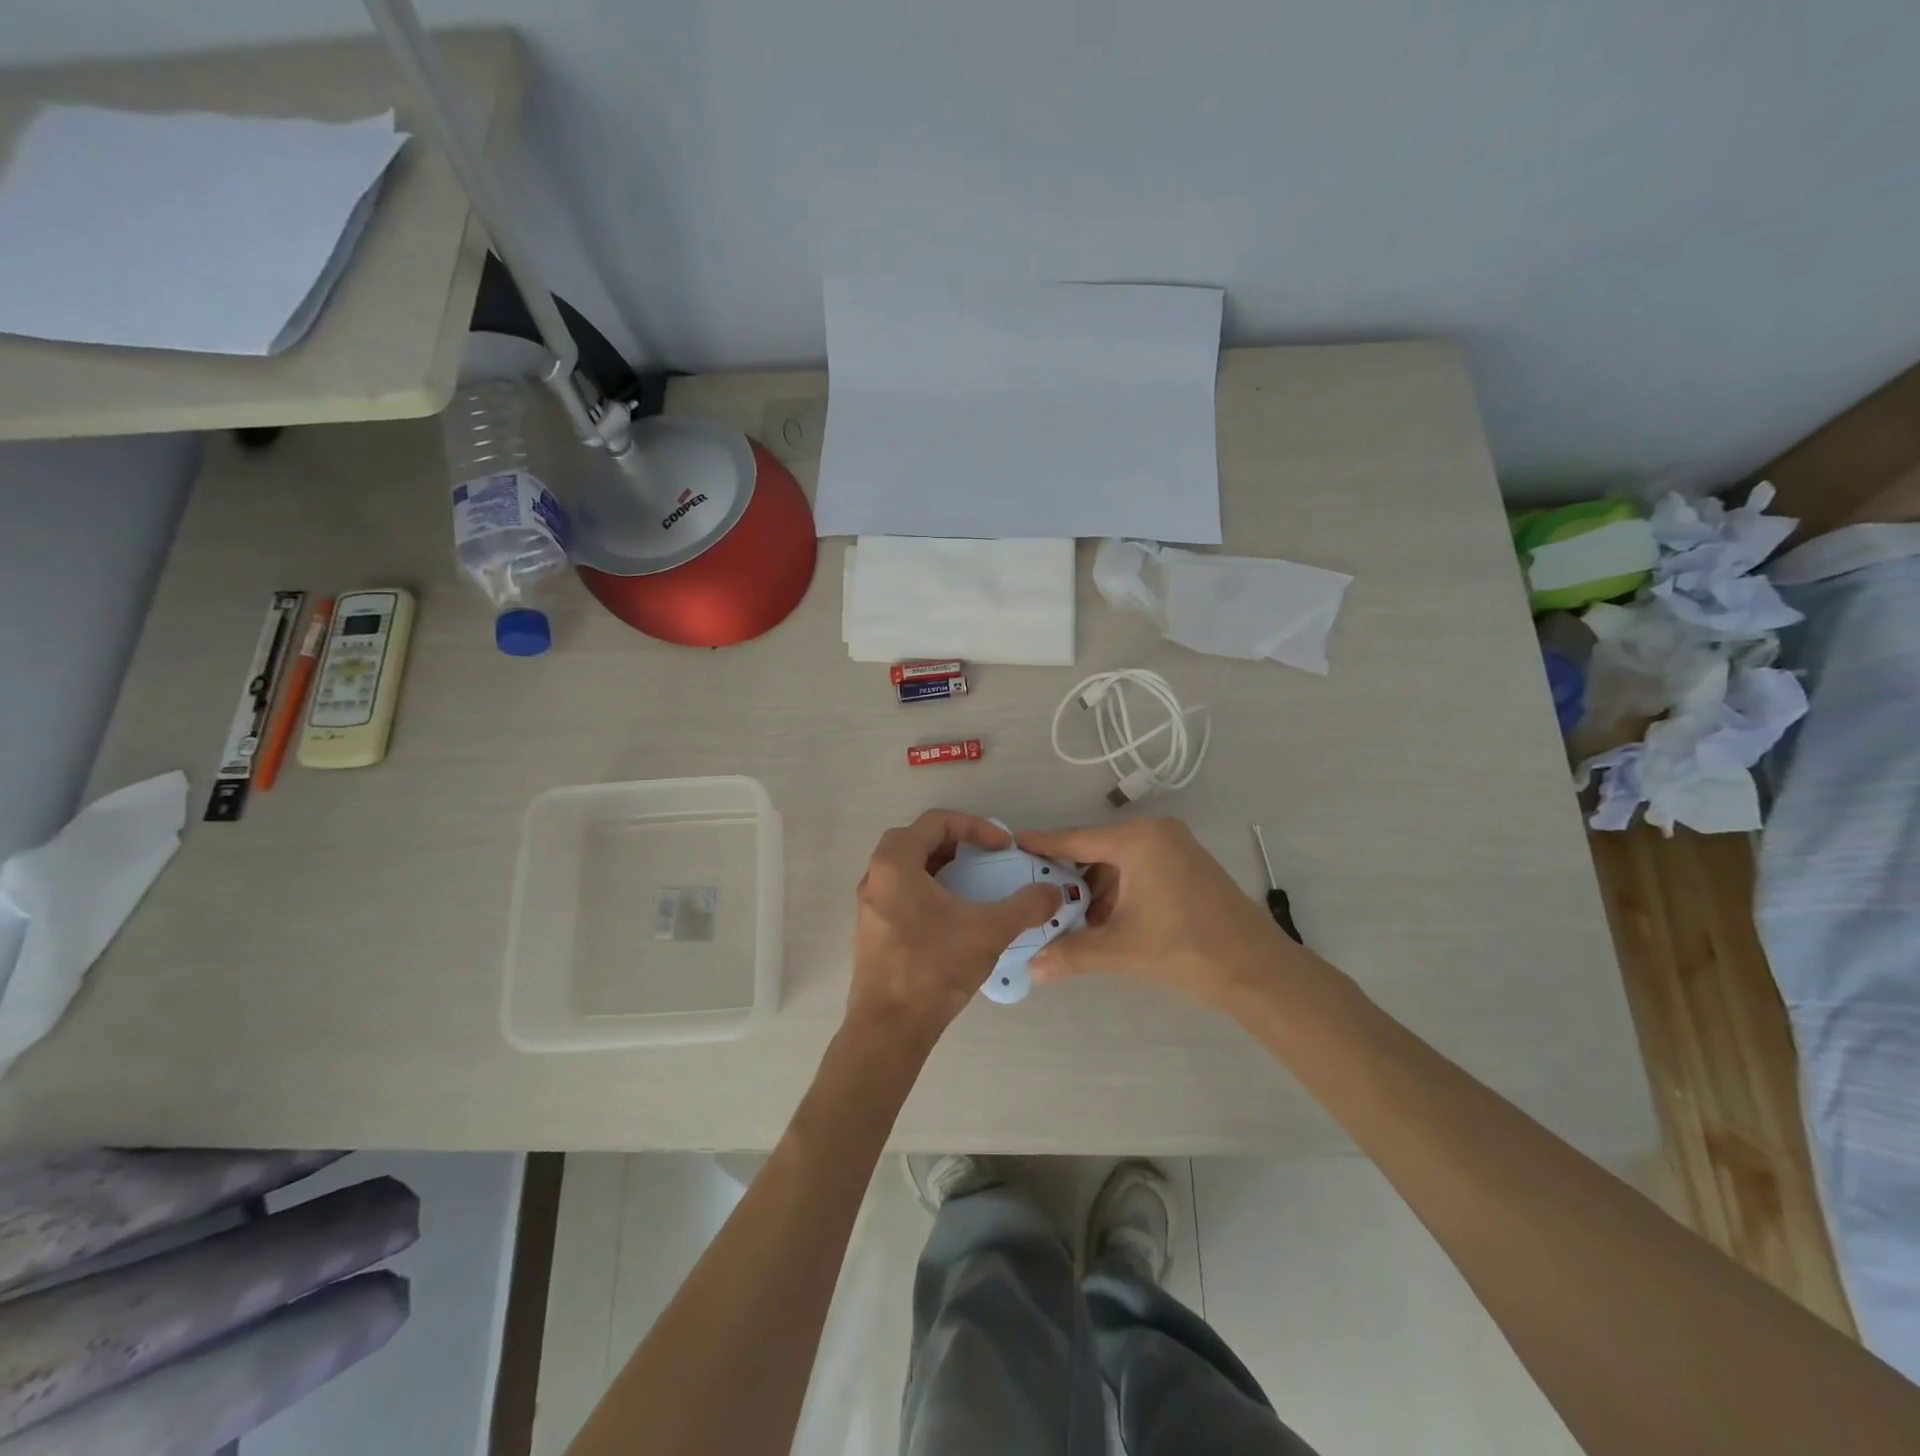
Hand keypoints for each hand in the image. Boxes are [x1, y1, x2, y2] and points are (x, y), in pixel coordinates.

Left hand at [849, 811, 1060, 1042]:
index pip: (936, 822)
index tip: (1003, 847)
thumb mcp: (988, 931)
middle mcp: (876, 876)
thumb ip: (1025, 907)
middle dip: (956, 842)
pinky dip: (928, 889)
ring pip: (907, 867)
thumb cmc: (933, 967)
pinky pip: (901, 892)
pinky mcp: (872, 929)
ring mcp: (870, 904)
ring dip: (941, 866)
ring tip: (973, 883)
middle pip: (917, 839)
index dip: (975, 827)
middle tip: (984, 857)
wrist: (889, 1027)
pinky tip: (953, 916)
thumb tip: (1053, 894)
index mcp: (896, 862)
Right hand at [1017, 818, 1294, 1011]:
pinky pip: (1138, 870)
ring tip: (1065, 917)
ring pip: (1117, 863)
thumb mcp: (1121, 949)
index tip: (1009, 845)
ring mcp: (1175, 847)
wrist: (1258, 969)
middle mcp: (1155, 833)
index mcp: (1137, 839)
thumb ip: (1071, 953)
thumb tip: (1031, 970)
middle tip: (1034, 895)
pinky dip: (1117, 892)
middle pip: (1095, 850)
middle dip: (1067, 876)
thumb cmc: (1185, 948)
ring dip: (1092, 889)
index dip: (1040, 844)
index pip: (1074, 838)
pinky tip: (1101, 920)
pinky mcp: (1187, 865)